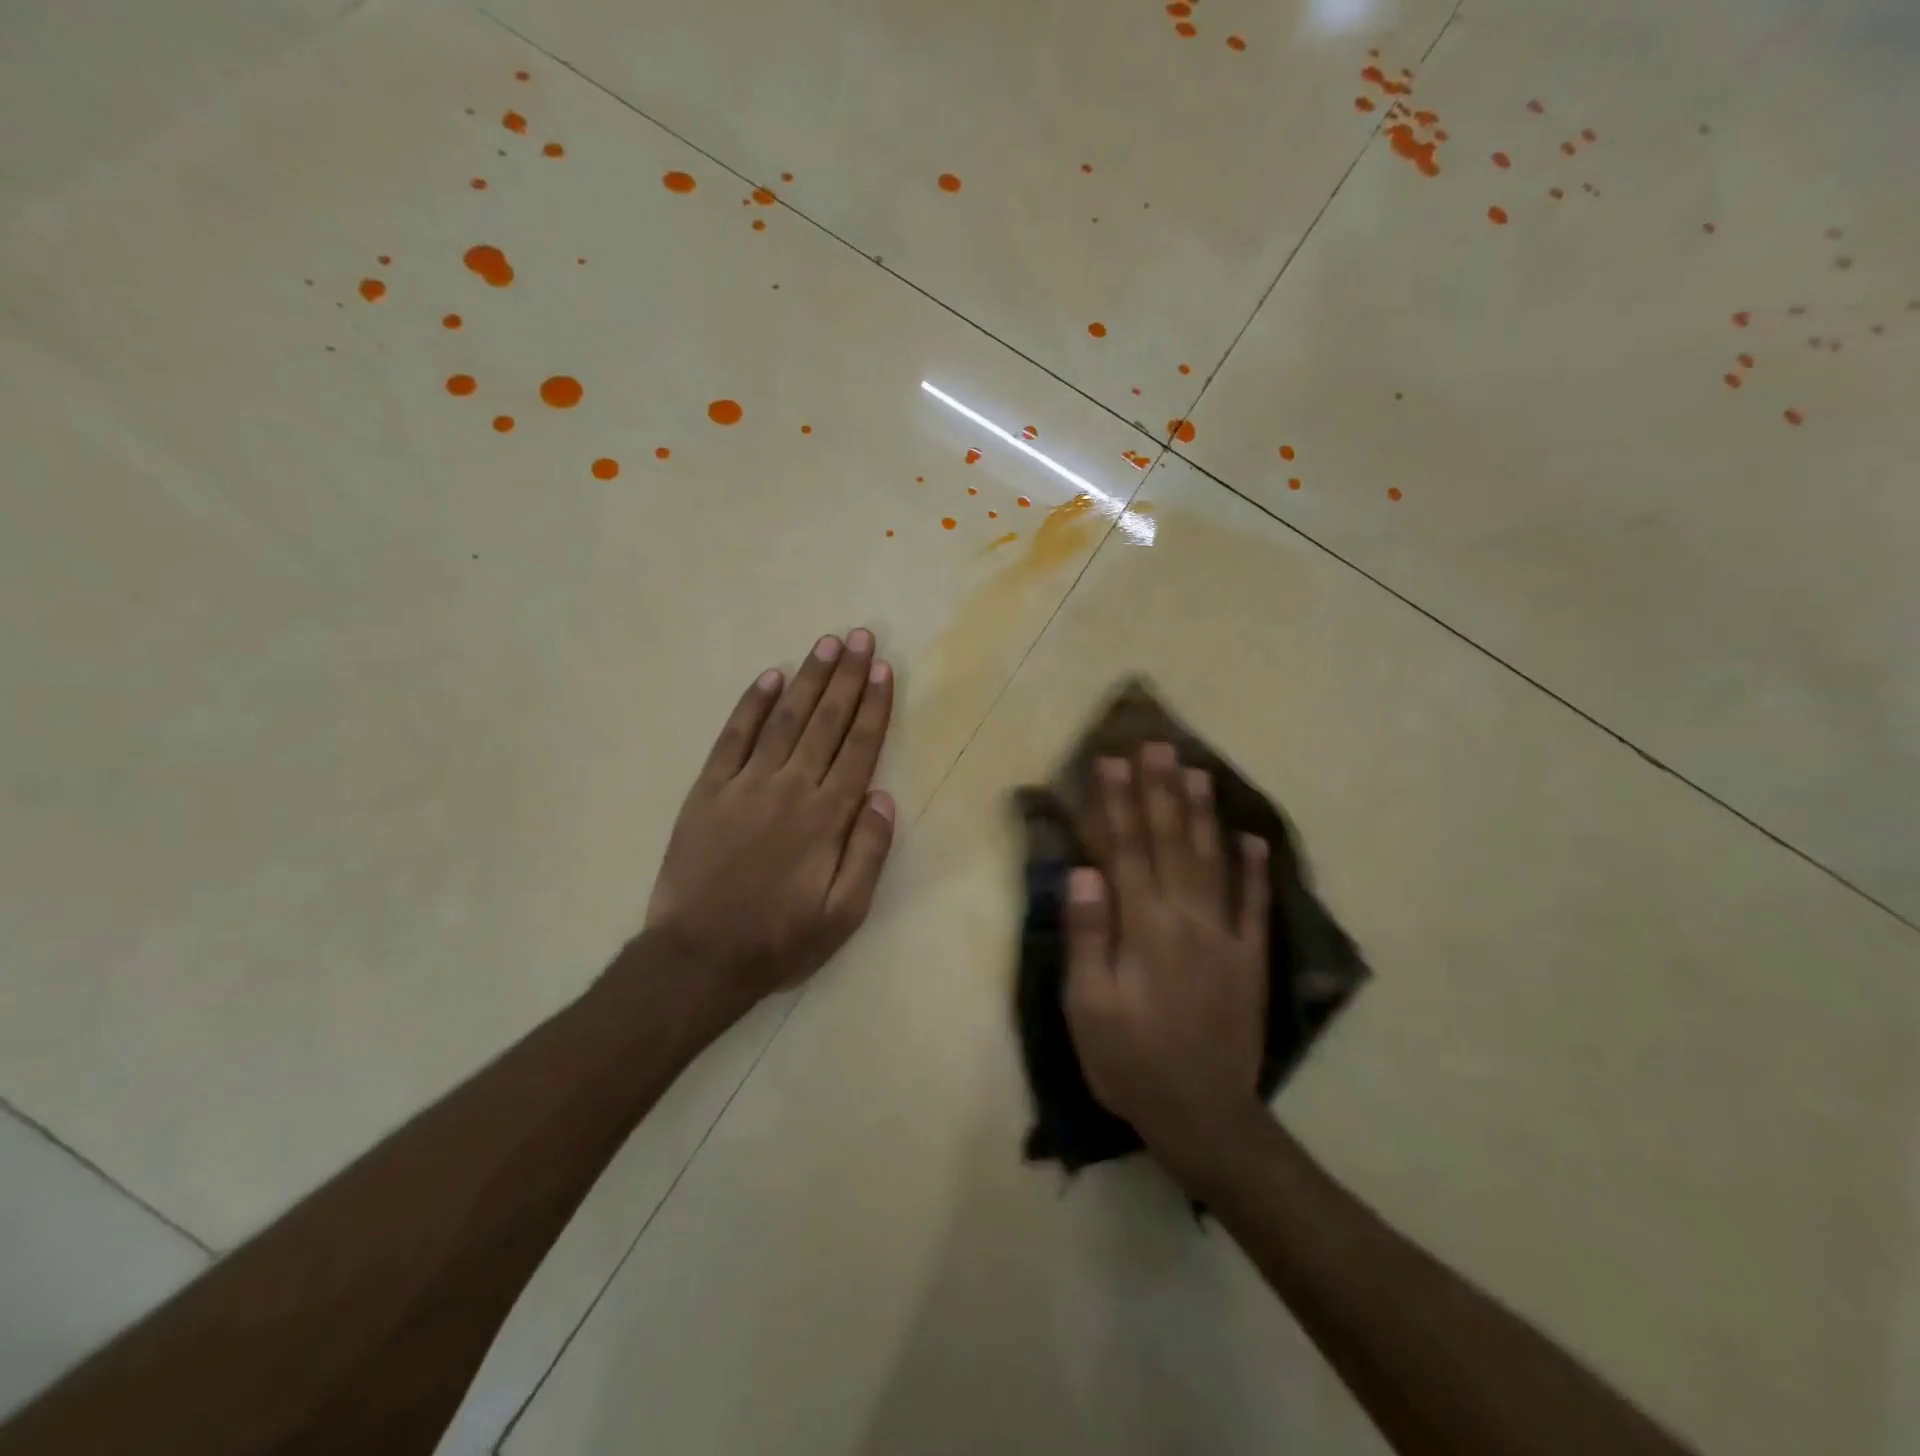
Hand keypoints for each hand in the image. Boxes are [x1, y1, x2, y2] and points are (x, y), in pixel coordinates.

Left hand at [641, 629, 896, 1006]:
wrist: (699, 957)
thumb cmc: (780, 939)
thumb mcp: (844, 914)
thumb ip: (868, 852)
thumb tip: (884, 797)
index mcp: (827, 817)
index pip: (859, 748)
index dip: (874, 706)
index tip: (884, 670)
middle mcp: (791, 788)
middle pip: (826, 721)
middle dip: (847, 677)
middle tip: (861, 637)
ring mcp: (746, 784)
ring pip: (784, 719)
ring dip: (809, 679)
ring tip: (827, 644)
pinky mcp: (709, 790)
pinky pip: (733, 737)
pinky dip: (751, 704)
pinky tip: (770, 677)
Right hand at [1062, 743, 1270, 1181]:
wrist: (1205, 1118)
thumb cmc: (1131, 1062)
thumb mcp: (1089, 1007)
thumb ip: (1089, 937)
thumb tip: (1084, 872)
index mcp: (1143, 928)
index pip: (1125, 850)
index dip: (1115, 804)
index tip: (1110, 761)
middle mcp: (1186, 919)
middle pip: (1170, 842)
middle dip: (1159, 791)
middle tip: (1156, 745)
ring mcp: (1225, 936)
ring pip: (1212, 861)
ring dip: (1202, 814)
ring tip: (1197, 771)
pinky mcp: (1250, 959)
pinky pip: (1255, 905)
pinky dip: (1255, 869)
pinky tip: (1254, 839)